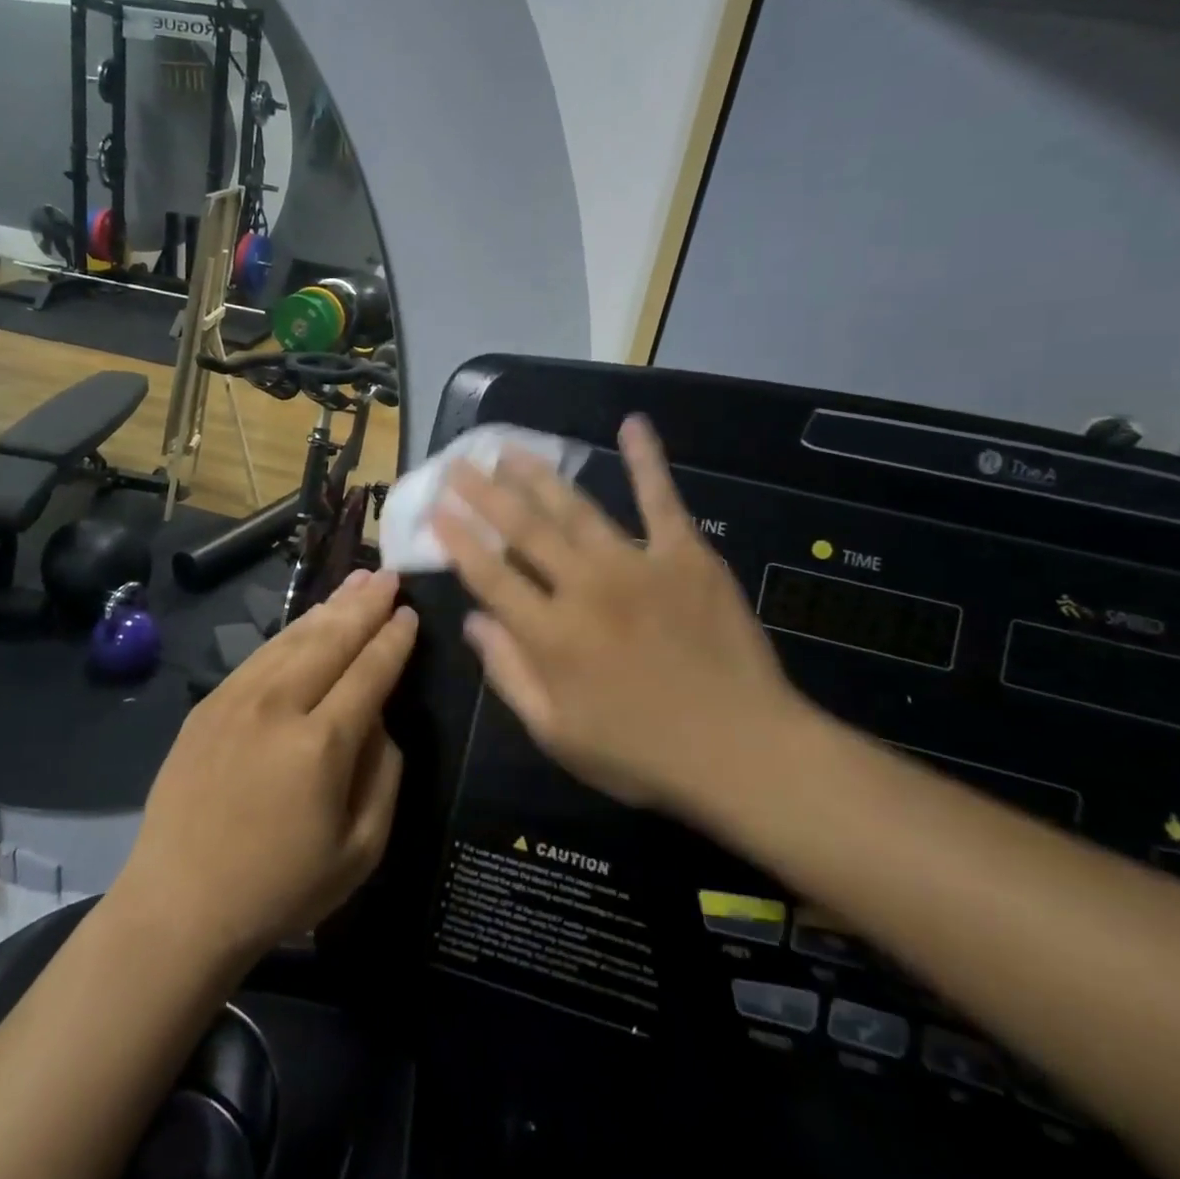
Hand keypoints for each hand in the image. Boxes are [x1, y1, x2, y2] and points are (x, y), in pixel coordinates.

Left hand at [116, 569, 415, 964]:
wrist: (179, 904)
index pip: (369, 673)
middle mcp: (279, 706)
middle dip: (366, 605)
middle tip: (390, 576)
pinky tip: (308, 619)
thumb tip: (381, 718)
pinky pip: (261, 654)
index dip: (394, 641)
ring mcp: (237, 699)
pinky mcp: (209, 704)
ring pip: (294, 638)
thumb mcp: (360, 849)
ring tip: (357, 581)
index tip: (411, 614)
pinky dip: (292, 630)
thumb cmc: (280, 888)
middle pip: (332, 640)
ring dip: (330, 607)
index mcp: (322, 745)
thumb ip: (384, 774)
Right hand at [432, 415, 805, 810]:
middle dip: (485, 493)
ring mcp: (636, 564)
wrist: (744, 750)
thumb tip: (473, 623)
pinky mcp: (685, 555)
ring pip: (575, 508)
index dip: (457, 540)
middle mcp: (583, 587)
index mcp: (550, 634)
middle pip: (523, 529)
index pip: (489, 575)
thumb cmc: (642, 753)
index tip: (435, 509)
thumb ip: (509, 674)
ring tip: (509, 449)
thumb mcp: (557, 734)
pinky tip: (631, 425)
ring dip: (538, 474)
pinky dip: (646, 460)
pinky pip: (661, 499)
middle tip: (459, 463)